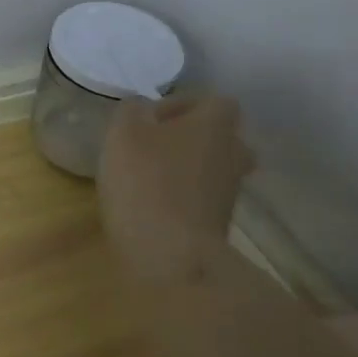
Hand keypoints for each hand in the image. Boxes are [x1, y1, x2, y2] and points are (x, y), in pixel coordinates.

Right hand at [98, 91, 253, 286]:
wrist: (172, 254)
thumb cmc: (147, 181)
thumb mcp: (124, 132)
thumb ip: (132, 110)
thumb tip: (143, 109)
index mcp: (216, 125)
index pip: (215, 102)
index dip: (183, 105)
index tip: (151, 120)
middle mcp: (233, 154)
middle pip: (218, 137)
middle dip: (188, 138)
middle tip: (152, 146)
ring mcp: (229, 192)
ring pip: (211, 168)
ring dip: (185, 169)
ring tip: (146, 178)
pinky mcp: (218, 223)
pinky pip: (201, 198)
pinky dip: (182, 197)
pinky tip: (150, 205)